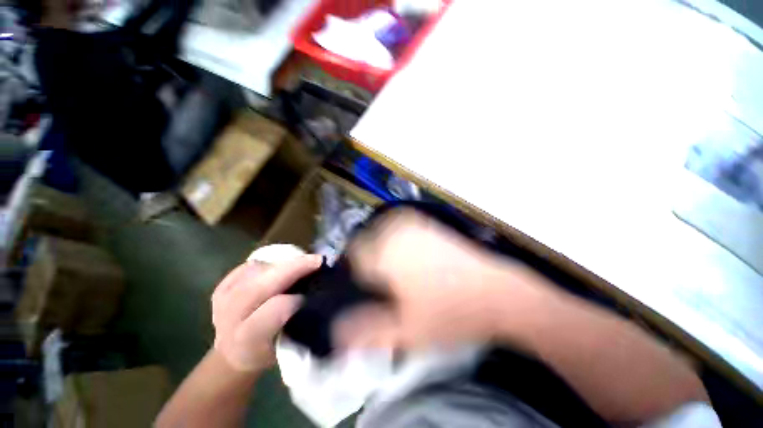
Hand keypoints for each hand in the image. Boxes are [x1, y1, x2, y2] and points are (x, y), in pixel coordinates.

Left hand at [211, 254, 321, 371]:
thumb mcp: (287, 345)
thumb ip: (300, 321)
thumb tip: (320, 293)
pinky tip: (279, 268)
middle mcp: (230, 320)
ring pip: (255, 271)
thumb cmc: (269, 350)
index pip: (272, 312)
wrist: (234, 353)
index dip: (295, 298)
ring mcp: (222, 301)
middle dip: (292, 268)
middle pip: (259, 286)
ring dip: (282, 264)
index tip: (316, 289)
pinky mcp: (220, 287)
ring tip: (301, 264)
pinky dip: (269, 263)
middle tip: (316, 260)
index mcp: (248, 341)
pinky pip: (248, 266)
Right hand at [340, 209, 548, 349]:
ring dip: (382, 246)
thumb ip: (368, 333)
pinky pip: (401, 225)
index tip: (366, 285)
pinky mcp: (429, 224)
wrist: (497, 294)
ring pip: (384, 229)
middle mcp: (398, 232)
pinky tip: (408, 254)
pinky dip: (397, 236)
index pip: (356, 255)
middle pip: (369, 240)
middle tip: (380, 281)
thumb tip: (338, 336)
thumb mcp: (407, 331)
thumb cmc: (450, 314)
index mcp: (387, 253)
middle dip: (369, 258)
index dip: (357, 271)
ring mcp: (415, 225)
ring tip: (394, 268)